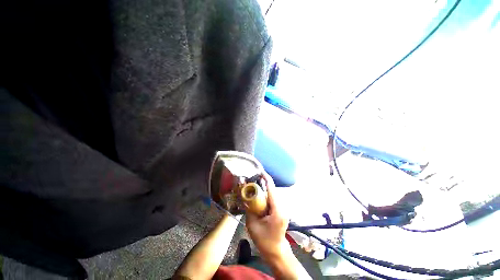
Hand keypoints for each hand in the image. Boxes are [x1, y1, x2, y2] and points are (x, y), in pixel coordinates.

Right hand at [246, 172, 290, 261]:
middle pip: (272, 190)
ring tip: (253, 187)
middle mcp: (282, 207)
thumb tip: (246, 198)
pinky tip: (258, 197)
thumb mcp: (252, 225)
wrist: (276, 251)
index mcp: (277, 210)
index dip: (266, 178)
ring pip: (272, 194)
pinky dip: (265, 195)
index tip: (260, 171)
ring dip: (263, 189)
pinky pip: (272, 199)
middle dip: (262, 184)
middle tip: (251, 181)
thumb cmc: (265, 241)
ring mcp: (282, 208)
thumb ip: (249, 209)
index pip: (271, 189)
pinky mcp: (280, 210)